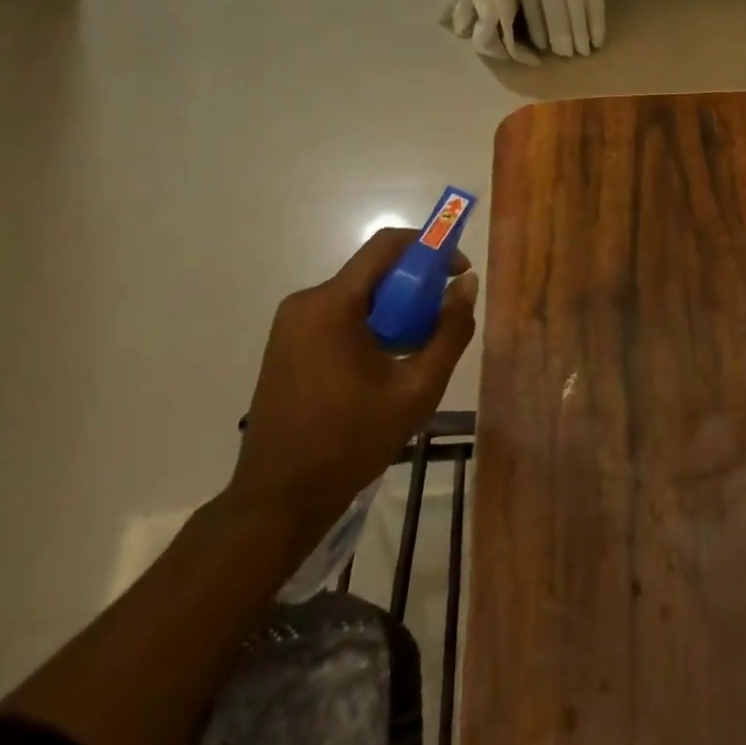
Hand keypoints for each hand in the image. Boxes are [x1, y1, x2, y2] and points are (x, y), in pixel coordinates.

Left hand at [230, 229, 478, 528]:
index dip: (430, 247)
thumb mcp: (418, 388)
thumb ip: (450, 331)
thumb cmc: (352, 440)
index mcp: (332, 305)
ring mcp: (290, 325)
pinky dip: (370, 324)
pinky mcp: (286, 345)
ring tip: (419, 346)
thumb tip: (466, 285)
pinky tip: (386, 362)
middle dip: (415, 285)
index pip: (386, 246)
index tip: (459, 269)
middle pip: (373, 272)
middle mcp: (305, 303)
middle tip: (444, 315)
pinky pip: (338, 316)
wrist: (279, 498)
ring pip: (357, 296)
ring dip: (394, 308)